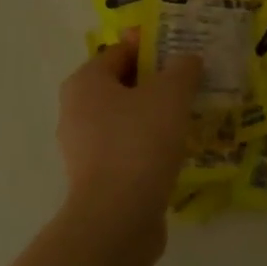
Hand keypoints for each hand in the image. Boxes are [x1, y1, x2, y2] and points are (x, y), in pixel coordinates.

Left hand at [57, 39, 201, 249]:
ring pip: (125, 120)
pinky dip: (149, 146)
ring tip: (189, 118)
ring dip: (154, 117)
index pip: (120, 52)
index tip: (183, 54)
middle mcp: (76, 111)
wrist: (118, 217)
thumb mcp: (171, 94)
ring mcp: (83, 149)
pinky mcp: (96, 179)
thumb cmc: (140, 141)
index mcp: (85, 83)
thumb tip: (188, 59)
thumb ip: (182, 70)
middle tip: (190, 85)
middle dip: (155, 83)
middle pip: (121, 86)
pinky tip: (176, 151)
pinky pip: (127, 150)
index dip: (151, 48)